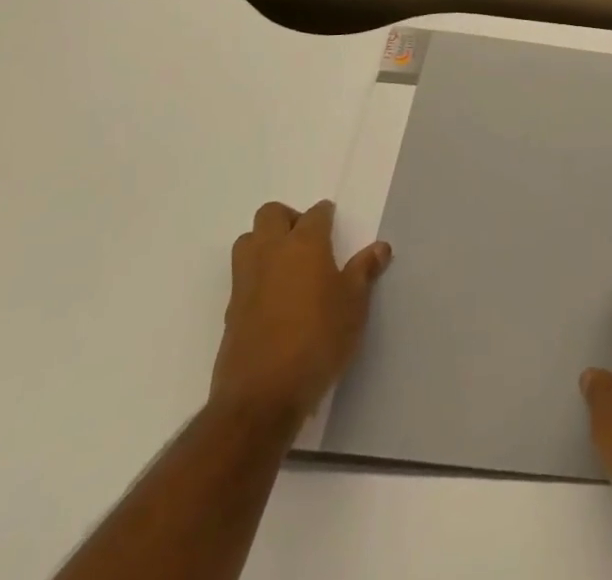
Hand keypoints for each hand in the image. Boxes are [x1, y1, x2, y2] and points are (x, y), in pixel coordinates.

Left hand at [209, 200, 391, 430]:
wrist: (262, 397)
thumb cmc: (318, 340)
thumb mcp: (354, 306)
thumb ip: (364, 271)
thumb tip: (380, 247)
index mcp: (304, 244)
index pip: (315, 213)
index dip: (326, 216)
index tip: (335, 226)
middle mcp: (271, 252)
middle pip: (271, 214)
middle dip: (288, 218)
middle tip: (308, 241)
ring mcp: (246, 281)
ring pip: (248, 241)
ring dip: (264, 243)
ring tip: (287, 266)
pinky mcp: (231, 311)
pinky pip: (242, 277)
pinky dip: (256, 277)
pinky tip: (275, 300)